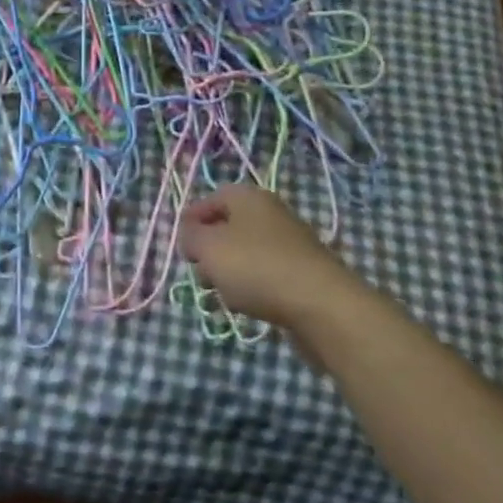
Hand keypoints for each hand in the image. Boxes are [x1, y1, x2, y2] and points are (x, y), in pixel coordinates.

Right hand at [179, 185, 356, 331]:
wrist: (321, 305)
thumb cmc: (256, 266)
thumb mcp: (208, 247)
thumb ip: (191, 237)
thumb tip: (192, 236)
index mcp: (248, 197)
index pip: (212, 199)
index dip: (192, 219)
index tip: (181, 245)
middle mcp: (271, 213)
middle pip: (230, 226)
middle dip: (211, 249)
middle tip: (200, 272)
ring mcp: (291, 243)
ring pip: (247, 252)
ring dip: (230, 271)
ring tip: (223, 295)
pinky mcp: (304, 273)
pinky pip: (267, 274)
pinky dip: (253, 287)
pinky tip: (249, 305)